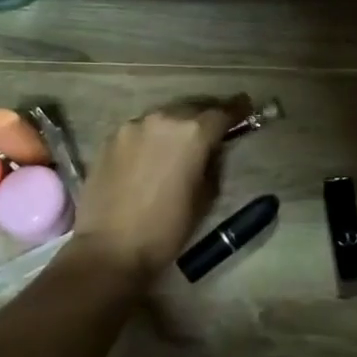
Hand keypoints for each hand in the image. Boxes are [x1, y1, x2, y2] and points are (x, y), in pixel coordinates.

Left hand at [70, 96, 249, 281]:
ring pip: (163, 117)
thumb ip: (213, 164)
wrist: (110, 249)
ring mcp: (132, 127)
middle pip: (191, 108)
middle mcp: (162, 119)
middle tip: (214, 128)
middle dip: (205, 116)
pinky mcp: (110, 140)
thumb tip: (212, 151)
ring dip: (176, 126)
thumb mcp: (206, 197)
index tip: (247, 107)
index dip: (237, 110)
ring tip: (181, 143)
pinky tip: (152, 155)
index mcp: (192, 133)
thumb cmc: (167, 229)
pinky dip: (151, 137)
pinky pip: (140, 130)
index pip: (222, 113)